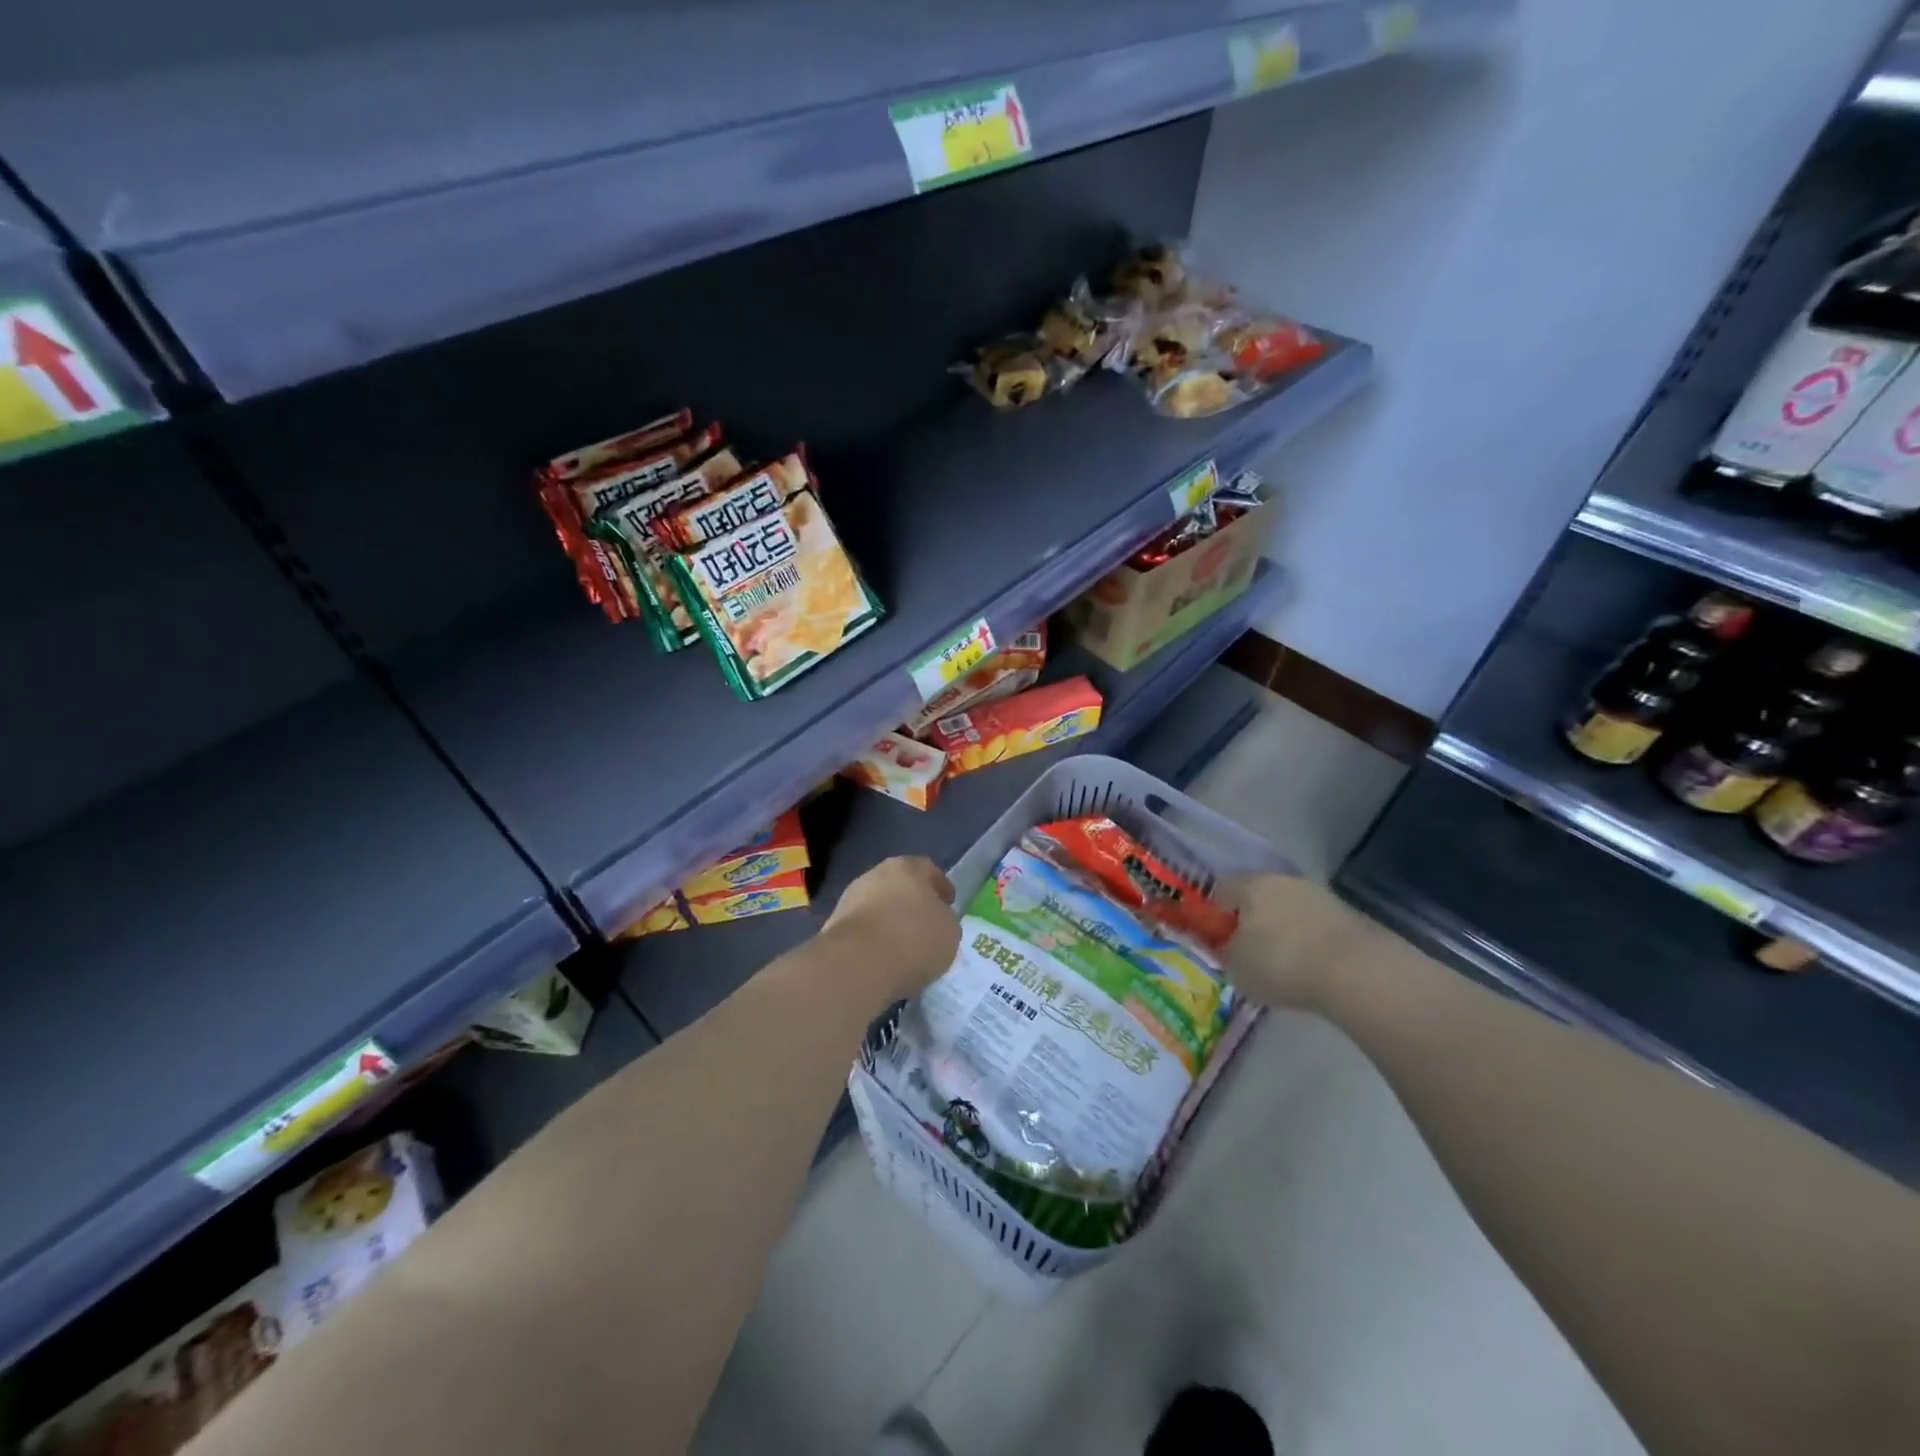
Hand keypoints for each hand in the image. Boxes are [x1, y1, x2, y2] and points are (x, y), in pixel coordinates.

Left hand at [824, 856, 960, 1001]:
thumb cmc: (913, 939)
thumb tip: (933, 922)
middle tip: (925, 924)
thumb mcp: (949, 931)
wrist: (857, 964)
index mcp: (908, 867)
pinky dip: (873, 940)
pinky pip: (863, 930)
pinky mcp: (833, 926)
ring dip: (890, 921)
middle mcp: (876, 874)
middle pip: (900, 886)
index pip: (929, 870)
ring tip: (904, 946)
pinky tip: (883, 958)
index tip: (948, 904)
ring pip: (878, 906)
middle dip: (912, 903)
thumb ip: (944, 920)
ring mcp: (850, 899)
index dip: (941, 887)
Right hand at [1219, 874, 1366, 1009]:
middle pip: (1259, 895)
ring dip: (1284, 928)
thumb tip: (1232, 948)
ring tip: (1284, 962)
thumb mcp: (1237, 968)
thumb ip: (1227, 953)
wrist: (1357, 972)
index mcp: (1250, 885)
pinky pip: (1315, 924)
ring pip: (1289, 908)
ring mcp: (1318, 894)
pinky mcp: (1348, 913)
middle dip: (1253, 918)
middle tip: (1250, 949)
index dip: (1216, 913)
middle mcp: (1283, 880)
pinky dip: (1310, 940)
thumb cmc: (1282, 964)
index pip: (1222, 889)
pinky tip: (1311, 966)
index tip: (1218, 937)